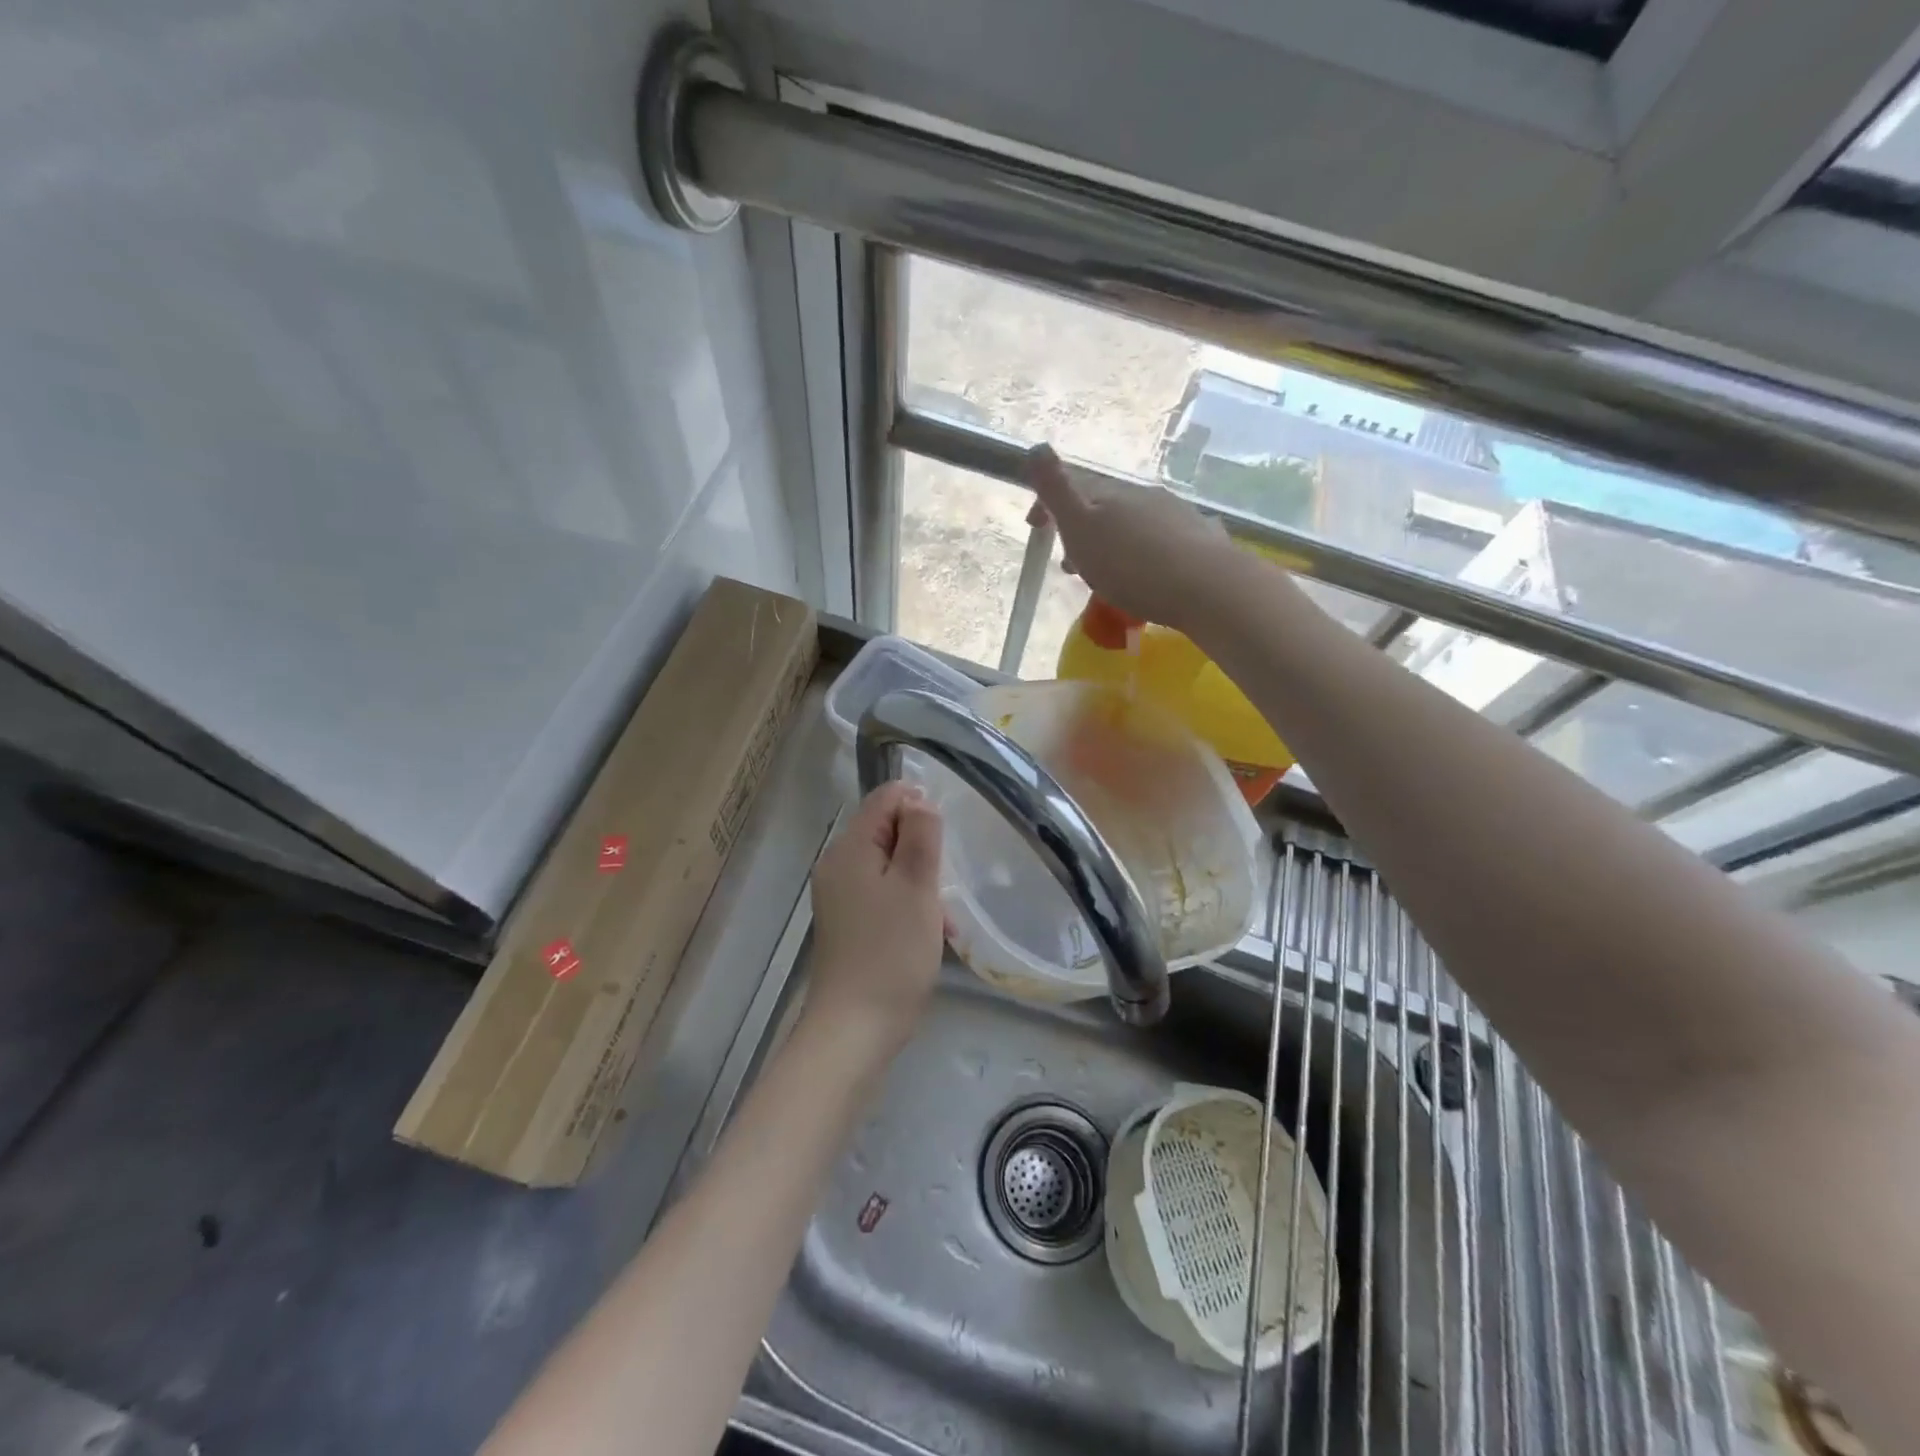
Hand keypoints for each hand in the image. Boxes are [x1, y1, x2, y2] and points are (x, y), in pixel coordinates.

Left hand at [808, 782, 946, 1045]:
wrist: (854, 1029)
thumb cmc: (891, 953)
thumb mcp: (917, 886)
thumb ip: (921, 835)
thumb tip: (918, 800)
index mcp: (850, 849)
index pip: (886, 798)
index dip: (920, 808)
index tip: (944, 844)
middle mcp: (838, 865)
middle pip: (887, 831)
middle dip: (923, 851)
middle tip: (945, 886)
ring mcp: (840, 896)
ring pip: (890, 866)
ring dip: (921, 883)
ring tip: (943, 919)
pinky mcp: (848, 922)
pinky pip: (883, 894)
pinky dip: (908, 904)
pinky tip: (931, 934)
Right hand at [1024, 443, 1241, 631]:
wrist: (1205, 587)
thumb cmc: (1132, 566)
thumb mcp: (1081, 529)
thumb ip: (1057, 490)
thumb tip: (1035, 446)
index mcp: (1109, 494)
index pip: (1072, 487)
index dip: (1048, 504)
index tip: (1034, 528)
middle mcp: (1142, 495)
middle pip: (1103, 508)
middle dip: (1083, 531)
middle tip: (1071, 566)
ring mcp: (1175, 513)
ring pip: (1133, 524)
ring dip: (1114, 543)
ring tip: (1108, 576)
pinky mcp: (1200, 538)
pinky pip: (1163, 540)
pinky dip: (1146, 553)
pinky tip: (1150, 575)